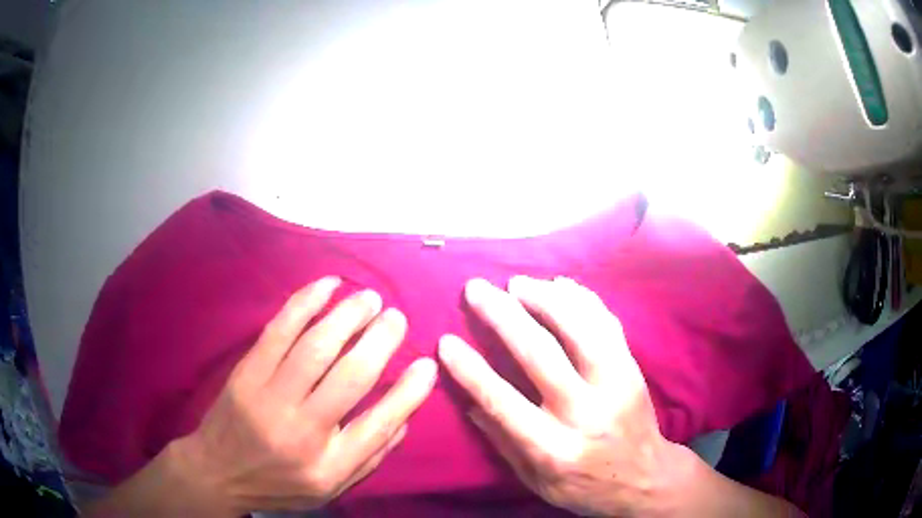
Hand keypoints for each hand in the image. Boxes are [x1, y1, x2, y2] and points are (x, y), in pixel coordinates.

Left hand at [113, 277, 437, 516]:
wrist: (218, 472)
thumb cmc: (279, 484)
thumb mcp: (330, 488)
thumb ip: (369, 457)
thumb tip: (404, 417)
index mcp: (327, 465)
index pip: (380, 424)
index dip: (409, 392)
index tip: (427, 365)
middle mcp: (301, 431)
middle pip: (351, 377)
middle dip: (381, 341)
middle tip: (397, 318)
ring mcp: (269, 397)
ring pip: (316, 346)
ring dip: (348, 316)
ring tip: (370, 299)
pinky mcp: (247, 372)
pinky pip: (279, 329)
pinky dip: (306, 302)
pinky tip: (328, 285)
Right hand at [438, 276, 670, 515]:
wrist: (645, 478)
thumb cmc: (585, 486)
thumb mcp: (537, 482)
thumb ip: (504, 443)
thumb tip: (470, 403)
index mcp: (554, 449)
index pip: (503, 403)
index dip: (471, 370)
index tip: (446, 341)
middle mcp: (585, 413)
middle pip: (540, 355)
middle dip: (503, 316)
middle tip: (476, 289)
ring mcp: (615, 385)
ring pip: (579, 330)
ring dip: (545, 299)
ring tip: (517, 282)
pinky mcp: (633, 369)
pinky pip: (607, 325)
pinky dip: (583, 300)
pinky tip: (561, 284)